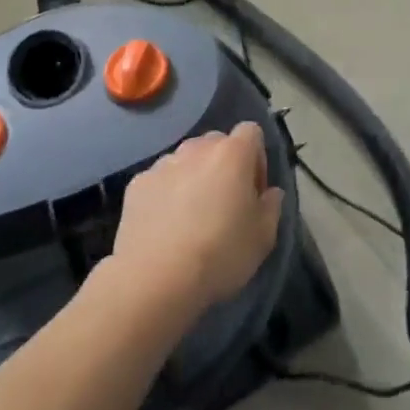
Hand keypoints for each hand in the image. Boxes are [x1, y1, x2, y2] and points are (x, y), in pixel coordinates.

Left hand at [110, 123, 282, 316]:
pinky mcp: (138, 183)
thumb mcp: (263, 237)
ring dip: (194, 177)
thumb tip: (270, 192)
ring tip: (191, 216)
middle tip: (225, 203)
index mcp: (232, 154)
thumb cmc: (220, 253)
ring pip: (186, 159)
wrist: (156, 277)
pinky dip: (166, 193)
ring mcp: (163, 163)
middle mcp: (196, 149)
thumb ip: (272, 206)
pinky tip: (165, 225)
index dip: (257, 157)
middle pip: (216, 143)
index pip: (251, 131)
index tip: (254, 191)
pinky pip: (160, 179)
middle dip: (224, 165)